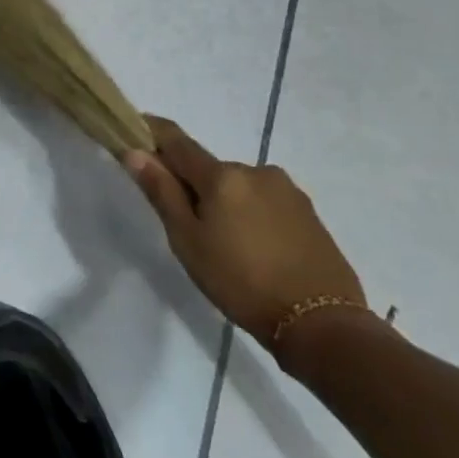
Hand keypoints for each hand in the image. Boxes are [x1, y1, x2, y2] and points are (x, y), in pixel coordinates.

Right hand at [125, 117, 369, 363]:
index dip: (153, 133)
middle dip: (195, 186)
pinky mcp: (309, 213)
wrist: (323, 326)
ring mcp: (287, 191)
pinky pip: (266, 203)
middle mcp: (255, 171)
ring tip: (229, 247)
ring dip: (227, 203)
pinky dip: (253, 216)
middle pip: (210, 170)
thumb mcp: (188, 242)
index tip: (136, 131)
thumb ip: (162, 192)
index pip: (177, 141)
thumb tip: (135, 151)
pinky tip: (258, 252)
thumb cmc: (242, 283)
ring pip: (240, 187)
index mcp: (221, 175)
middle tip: (189, 228)